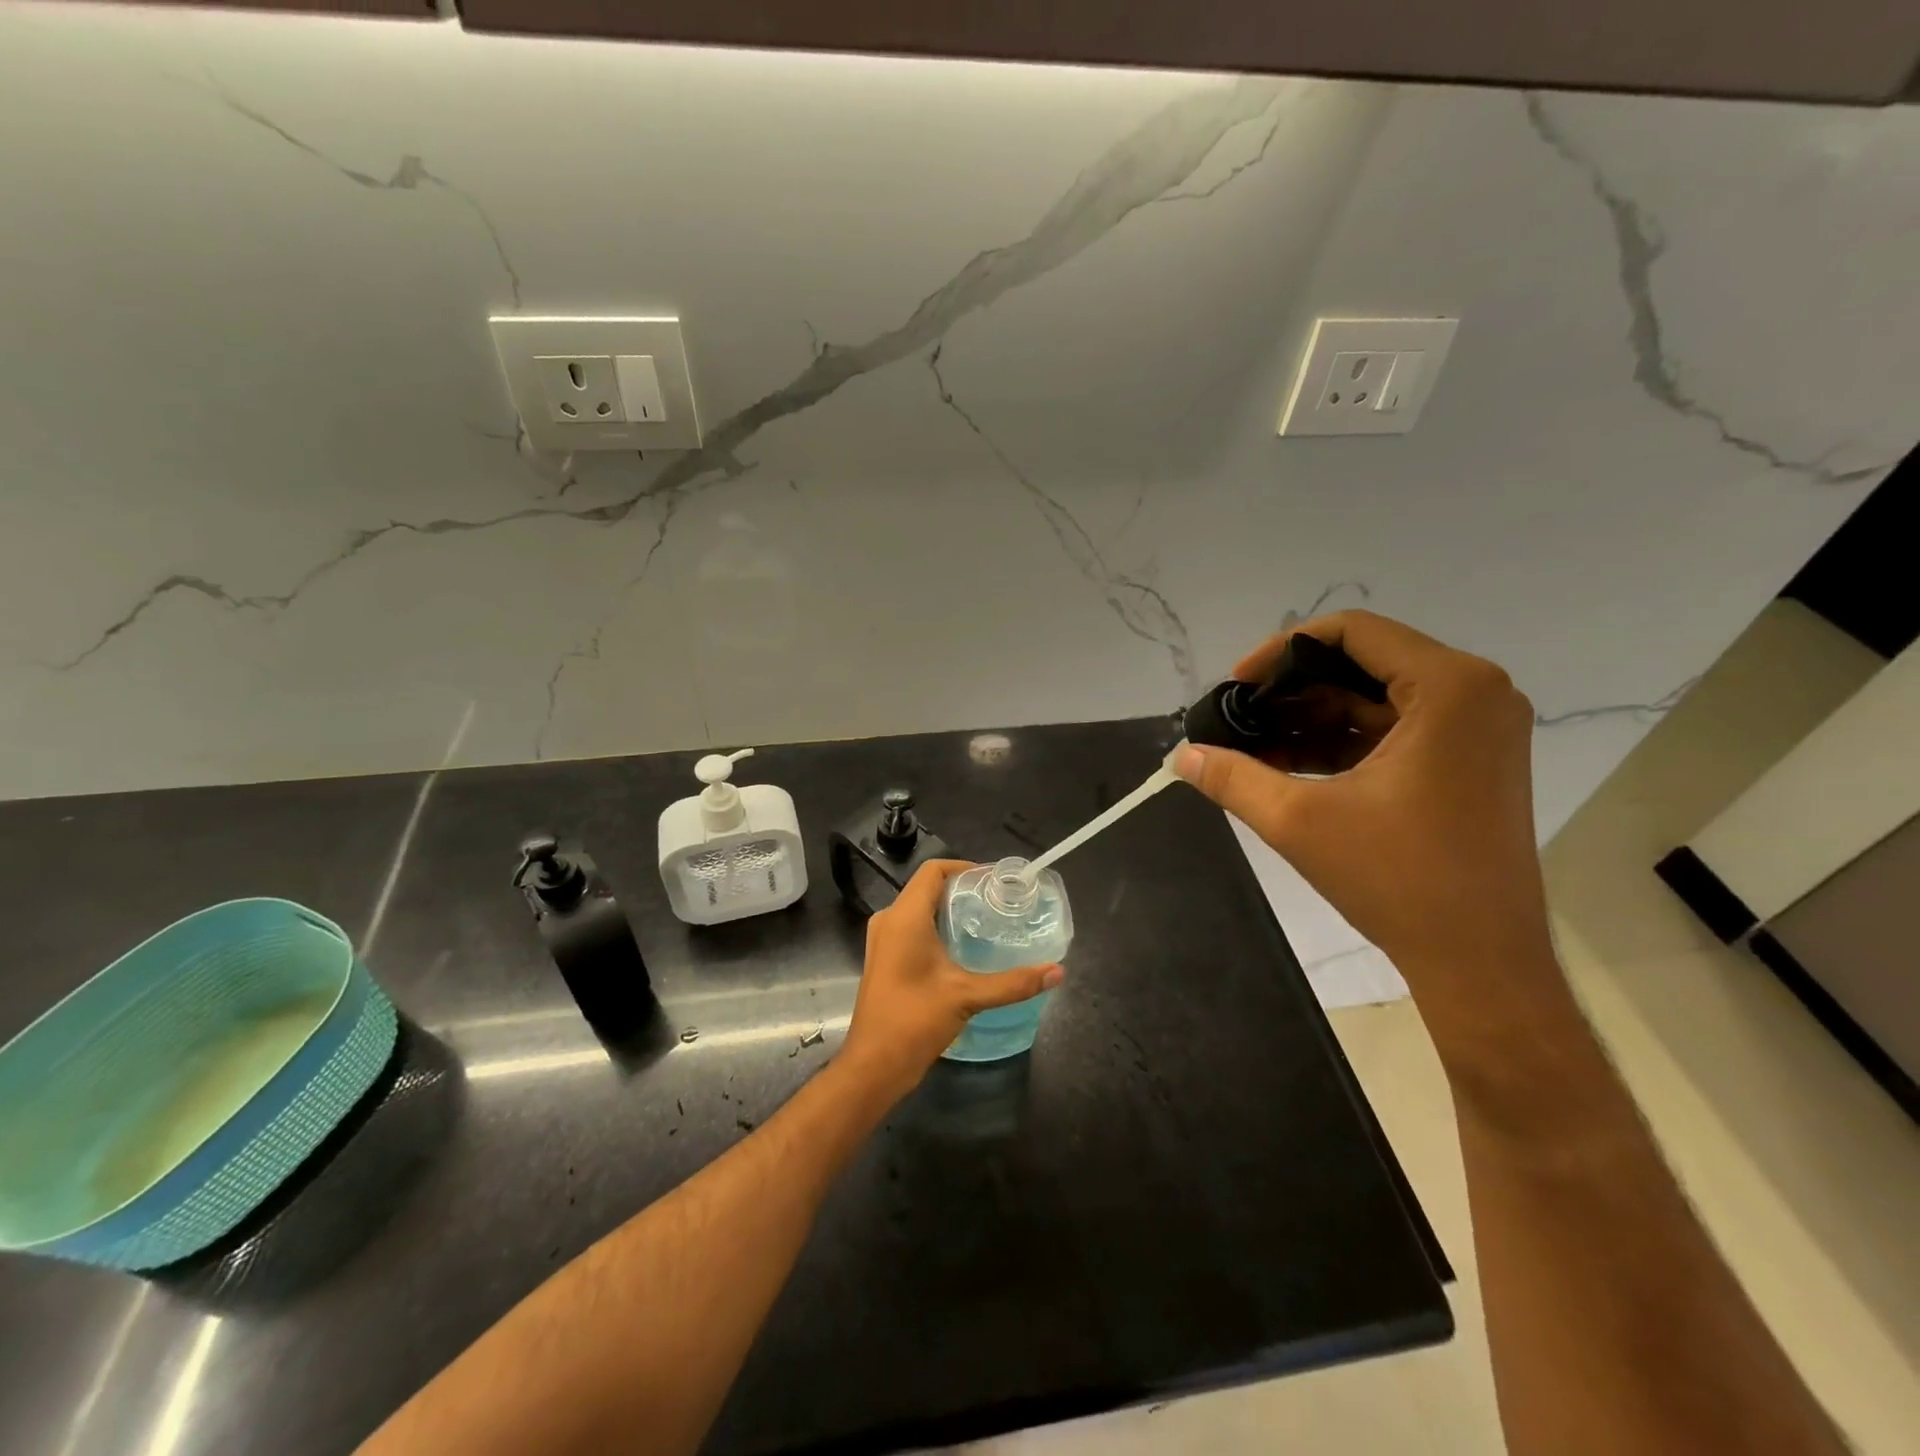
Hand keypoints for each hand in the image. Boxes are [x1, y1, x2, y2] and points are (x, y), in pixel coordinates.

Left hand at [837, 859, 1063, 1101]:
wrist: (873, 1065)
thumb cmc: (914, 1020)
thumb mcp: (967, 997)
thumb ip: (1013, 983)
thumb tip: (1056, 972)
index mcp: (905, 916)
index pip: (934, 870)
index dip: (965, 868)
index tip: (995, 882)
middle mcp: (889, 920)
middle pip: (928, 888)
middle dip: (962, 890)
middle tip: (997, 903)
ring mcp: (883, 940)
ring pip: (919, 909)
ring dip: (949, 911)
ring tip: (986, 923)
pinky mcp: (885, 959)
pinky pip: (912, 928)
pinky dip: (937, 928)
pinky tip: (963, 949)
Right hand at [1173, 611, 1553, 1010]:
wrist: (1480, 961)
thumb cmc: (1397, 879)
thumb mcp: (1299, 821)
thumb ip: (1233, 778)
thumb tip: (1181, 756)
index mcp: (1449, 687)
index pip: (1352, 631)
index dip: (1280, 651)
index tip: (1235, 687)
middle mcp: (1475, 693)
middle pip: (1362, 662)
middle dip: (1291, 690)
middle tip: (1237, 720)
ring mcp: (1477, 728)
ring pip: (1374, 697)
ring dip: (1310, 718)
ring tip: (1252, 747)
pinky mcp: (1470, 760)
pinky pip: (1393, 729)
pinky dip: (1340, 742)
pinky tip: (1287, 766)